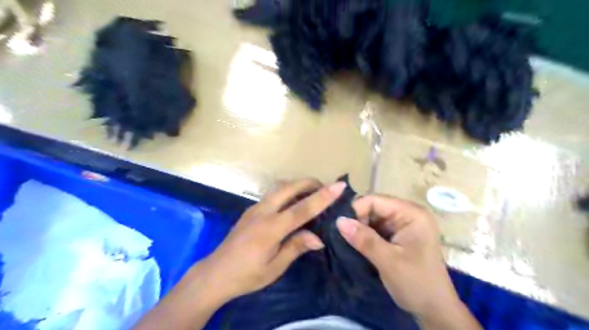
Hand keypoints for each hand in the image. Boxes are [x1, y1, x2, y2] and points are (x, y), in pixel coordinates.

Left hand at [197, 180, 345, 302]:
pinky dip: (287, 191)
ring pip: (280, 187)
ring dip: (298, 185)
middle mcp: (263, 212)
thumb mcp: (275, 267)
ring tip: (312, 192)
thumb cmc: (247, 275)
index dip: (322, 197)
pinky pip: (273, 194)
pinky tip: (293, 202)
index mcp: (271, 228)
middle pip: (289, 187)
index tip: (339, 186)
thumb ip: (296, 247)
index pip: (302, 208)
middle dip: (310, 182)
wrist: (215, 273)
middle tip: (326, 187)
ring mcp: (255, 208)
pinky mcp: (250, 209)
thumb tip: (318, 238)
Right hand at [339, 195, 479, 327]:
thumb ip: (364, 239)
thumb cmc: (417, 284)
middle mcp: (408, 214)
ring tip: (345, 240)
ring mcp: (403, 225)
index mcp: (412, 214)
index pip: (376, 200)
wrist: (435, 310)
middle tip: (341, 235)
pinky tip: (356, 244)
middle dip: (357, 220)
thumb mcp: (389, 261)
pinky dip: (365, 235)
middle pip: (374, 207)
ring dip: (359, 228)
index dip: (356, 210)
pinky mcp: (398, 235)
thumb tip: (339, 220)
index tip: (339, 226)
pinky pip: (376, 228)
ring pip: (373, 218)